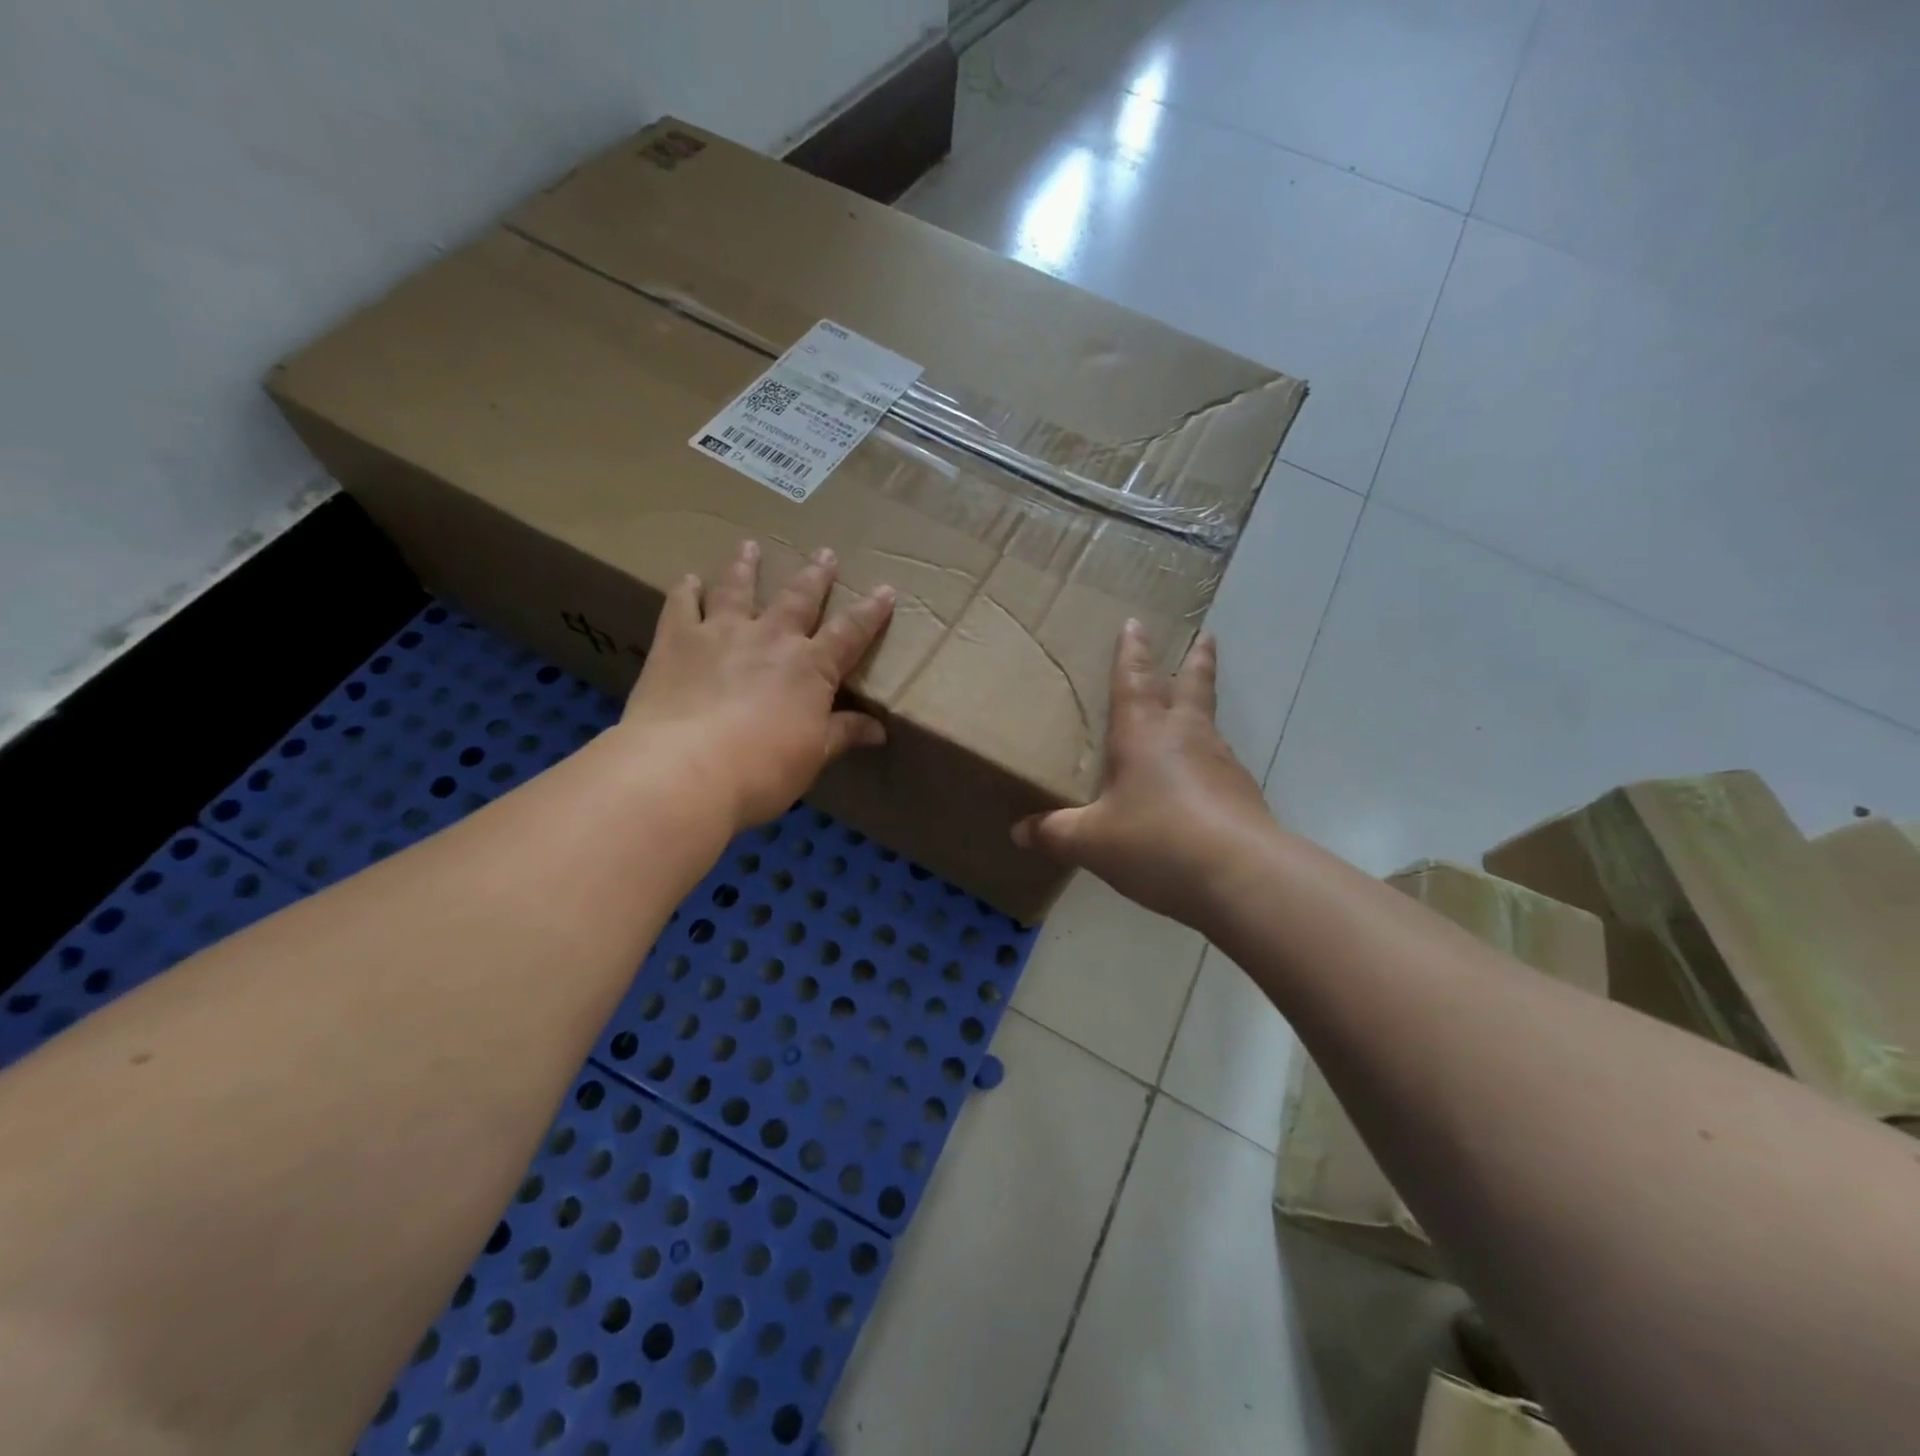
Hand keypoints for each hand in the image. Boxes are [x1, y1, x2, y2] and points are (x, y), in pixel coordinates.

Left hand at [622, 540, 894, 831]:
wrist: (685, 769)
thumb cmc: (762, 769)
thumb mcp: (814, 756)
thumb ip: (843, 734)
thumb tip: (878, 729)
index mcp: (811, 667)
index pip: (850, 633)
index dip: (870, 612)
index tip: (885, 589)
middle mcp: (771, 638)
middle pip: (799, 598)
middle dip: (816, 575)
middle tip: (825, 553)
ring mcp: (721, 633)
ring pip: (738, 589)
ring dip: (746, 566)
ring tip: (750, 546)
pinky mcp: (677, 640)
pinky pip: (682, 605)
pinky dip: (686, 590)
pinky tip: (688, 579)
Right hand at [1013, 622, 1274, 927]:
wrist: (1240, 876)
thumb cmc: (1156, 841)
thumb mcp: (1092, 841)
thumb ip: (1055, 833)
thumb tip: (1018, 832)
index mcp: (1142, 734)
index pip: (1134, 681)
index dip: (1132, 652)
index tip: (1137, 623)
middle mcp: (1184, 737)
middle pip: (1193, 687)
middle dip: (1195, 660)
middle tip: (1205, 637)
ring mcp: (1220, 763)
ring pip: (1209, 724)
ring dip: (1203, 709)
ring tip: (1195, 711)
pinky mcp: (1242, 794)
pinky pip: (1220, 766)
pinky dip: (1209, 762)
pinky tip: (1201, 782)